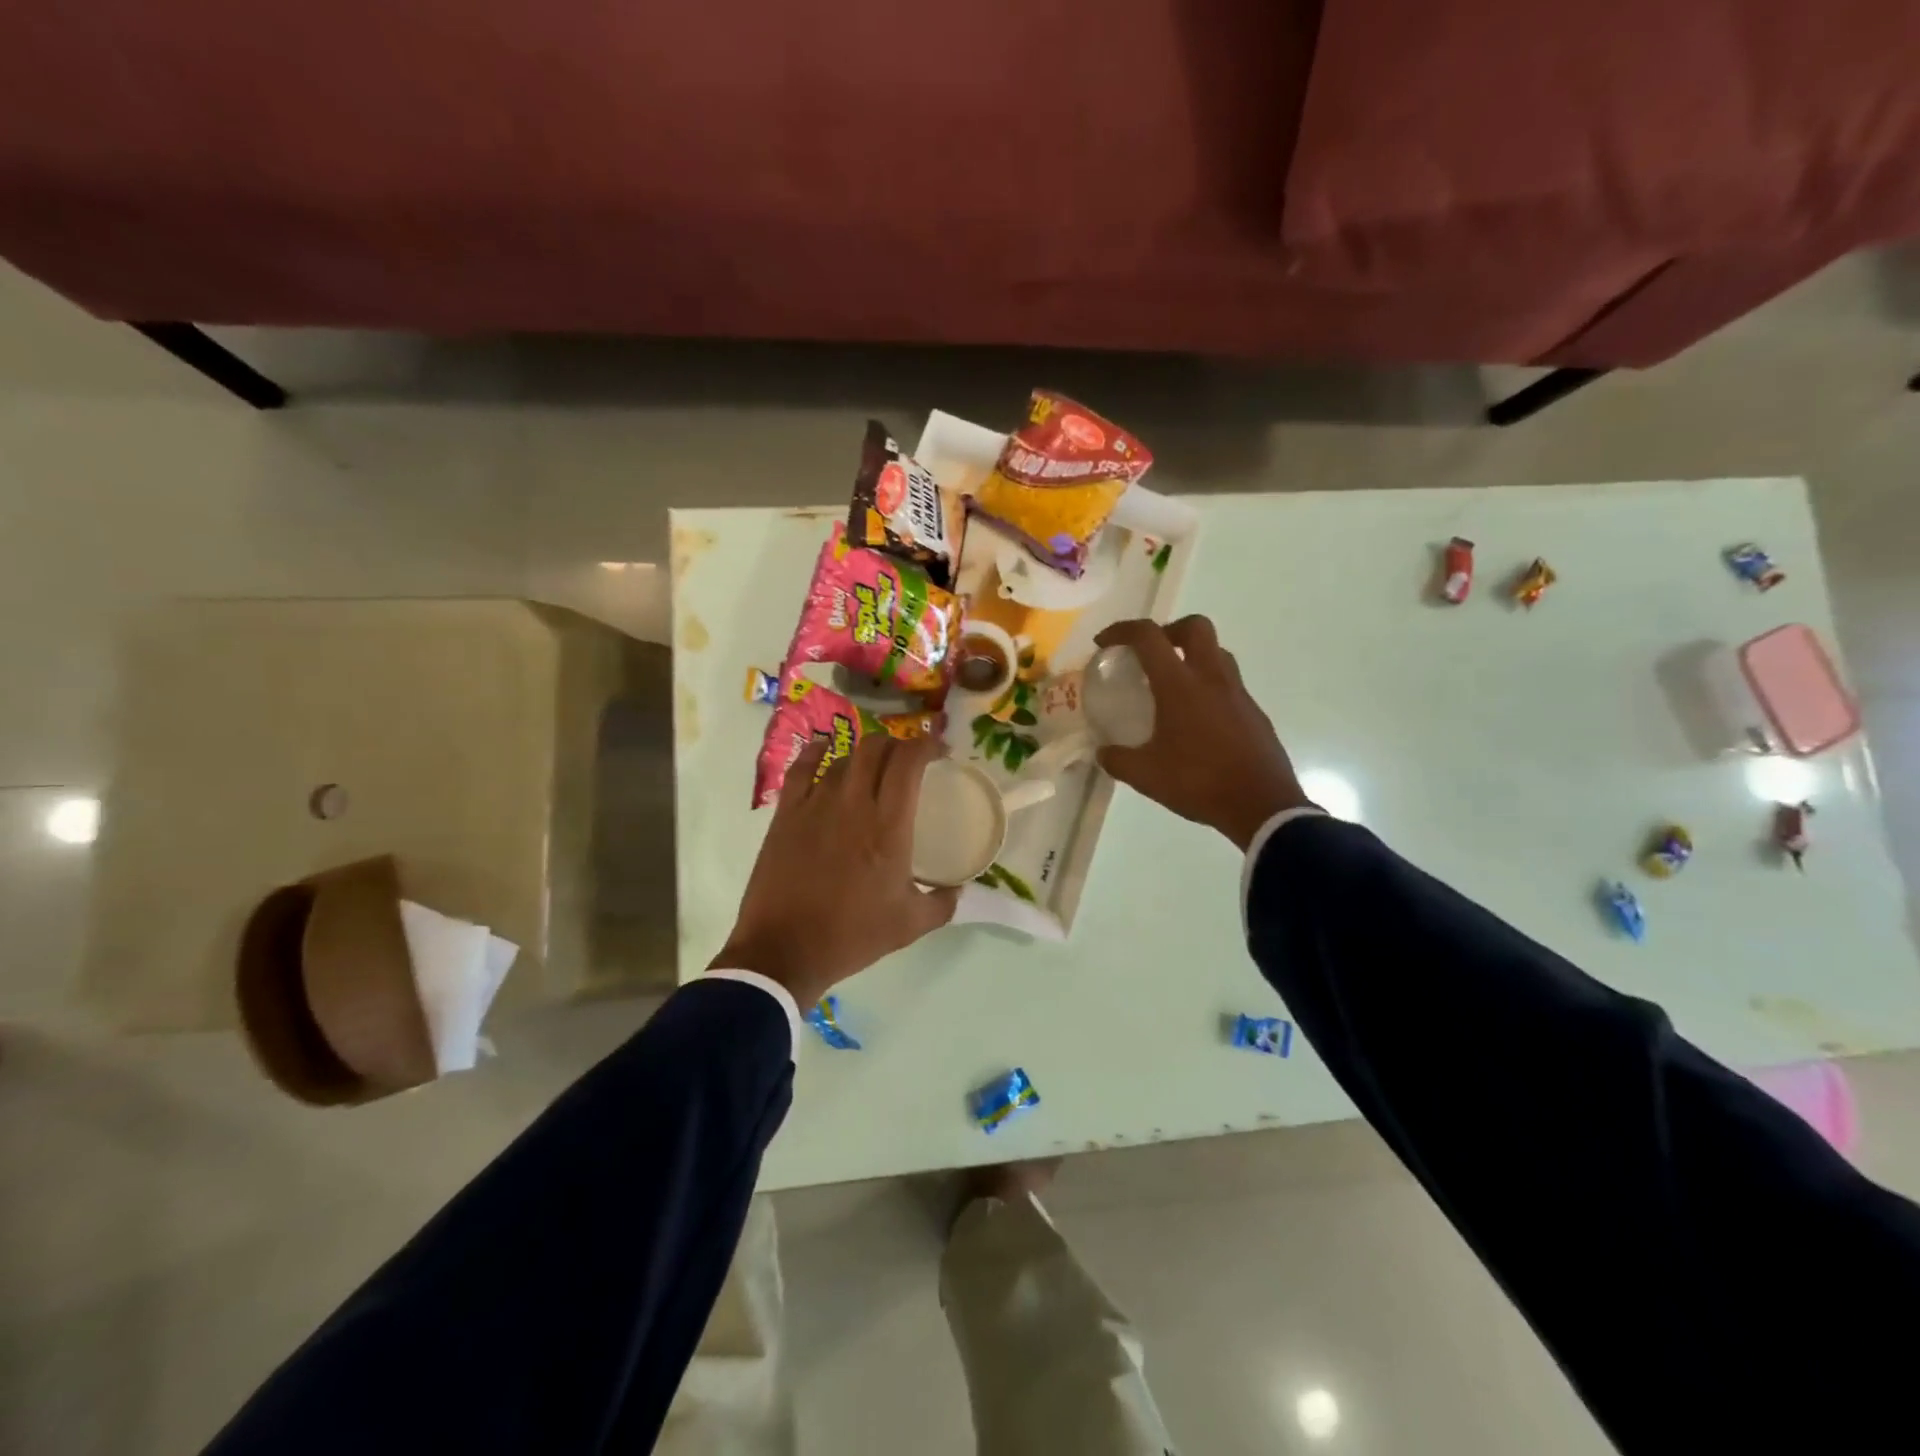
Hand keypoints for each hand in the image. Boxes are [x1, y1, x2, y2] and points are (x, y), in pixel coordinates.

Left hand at [712, 731, 960, 1007]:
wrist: (784, 951)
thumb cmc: (852, 936)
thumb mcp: (911, 925)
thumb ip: (943, 902)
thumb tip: (958, 886)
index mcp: (889, 826)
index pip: (908, 761)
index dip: (926, 745)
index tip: (939, 752)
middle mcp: (853, 804)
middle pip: (876, 747)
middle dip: (897, 743)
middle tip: (907, 759)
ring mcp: (815, 804)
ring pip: (843, 756)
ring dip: (863, 754)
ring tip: (871, 768)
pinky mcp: (786, 813)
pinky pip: (802, 767)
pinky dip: (817, 753)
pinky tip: (825, 752)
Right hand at [1094, 616, 1311, 848]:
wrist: (1262, 806)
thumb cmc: (1199, 783)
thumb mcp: (1145, 776)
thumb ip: (1118, 760)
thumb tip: (1103, 753)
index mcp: (1180, 685)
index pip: (1149, 636)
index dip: (1122, 630)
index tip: (1104, 642)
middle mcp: (1212, 678)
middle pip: (1195, 626)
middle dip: (1168, 630)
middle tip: (1150, 654)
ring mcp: (1238, 693)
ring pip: (1216, 652)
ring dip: (1192, 656)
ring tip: (1172, 685)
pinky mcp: (1254, 712)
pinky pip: (1229, 683)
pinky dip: (1208, 686)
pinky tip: (1197, 719)